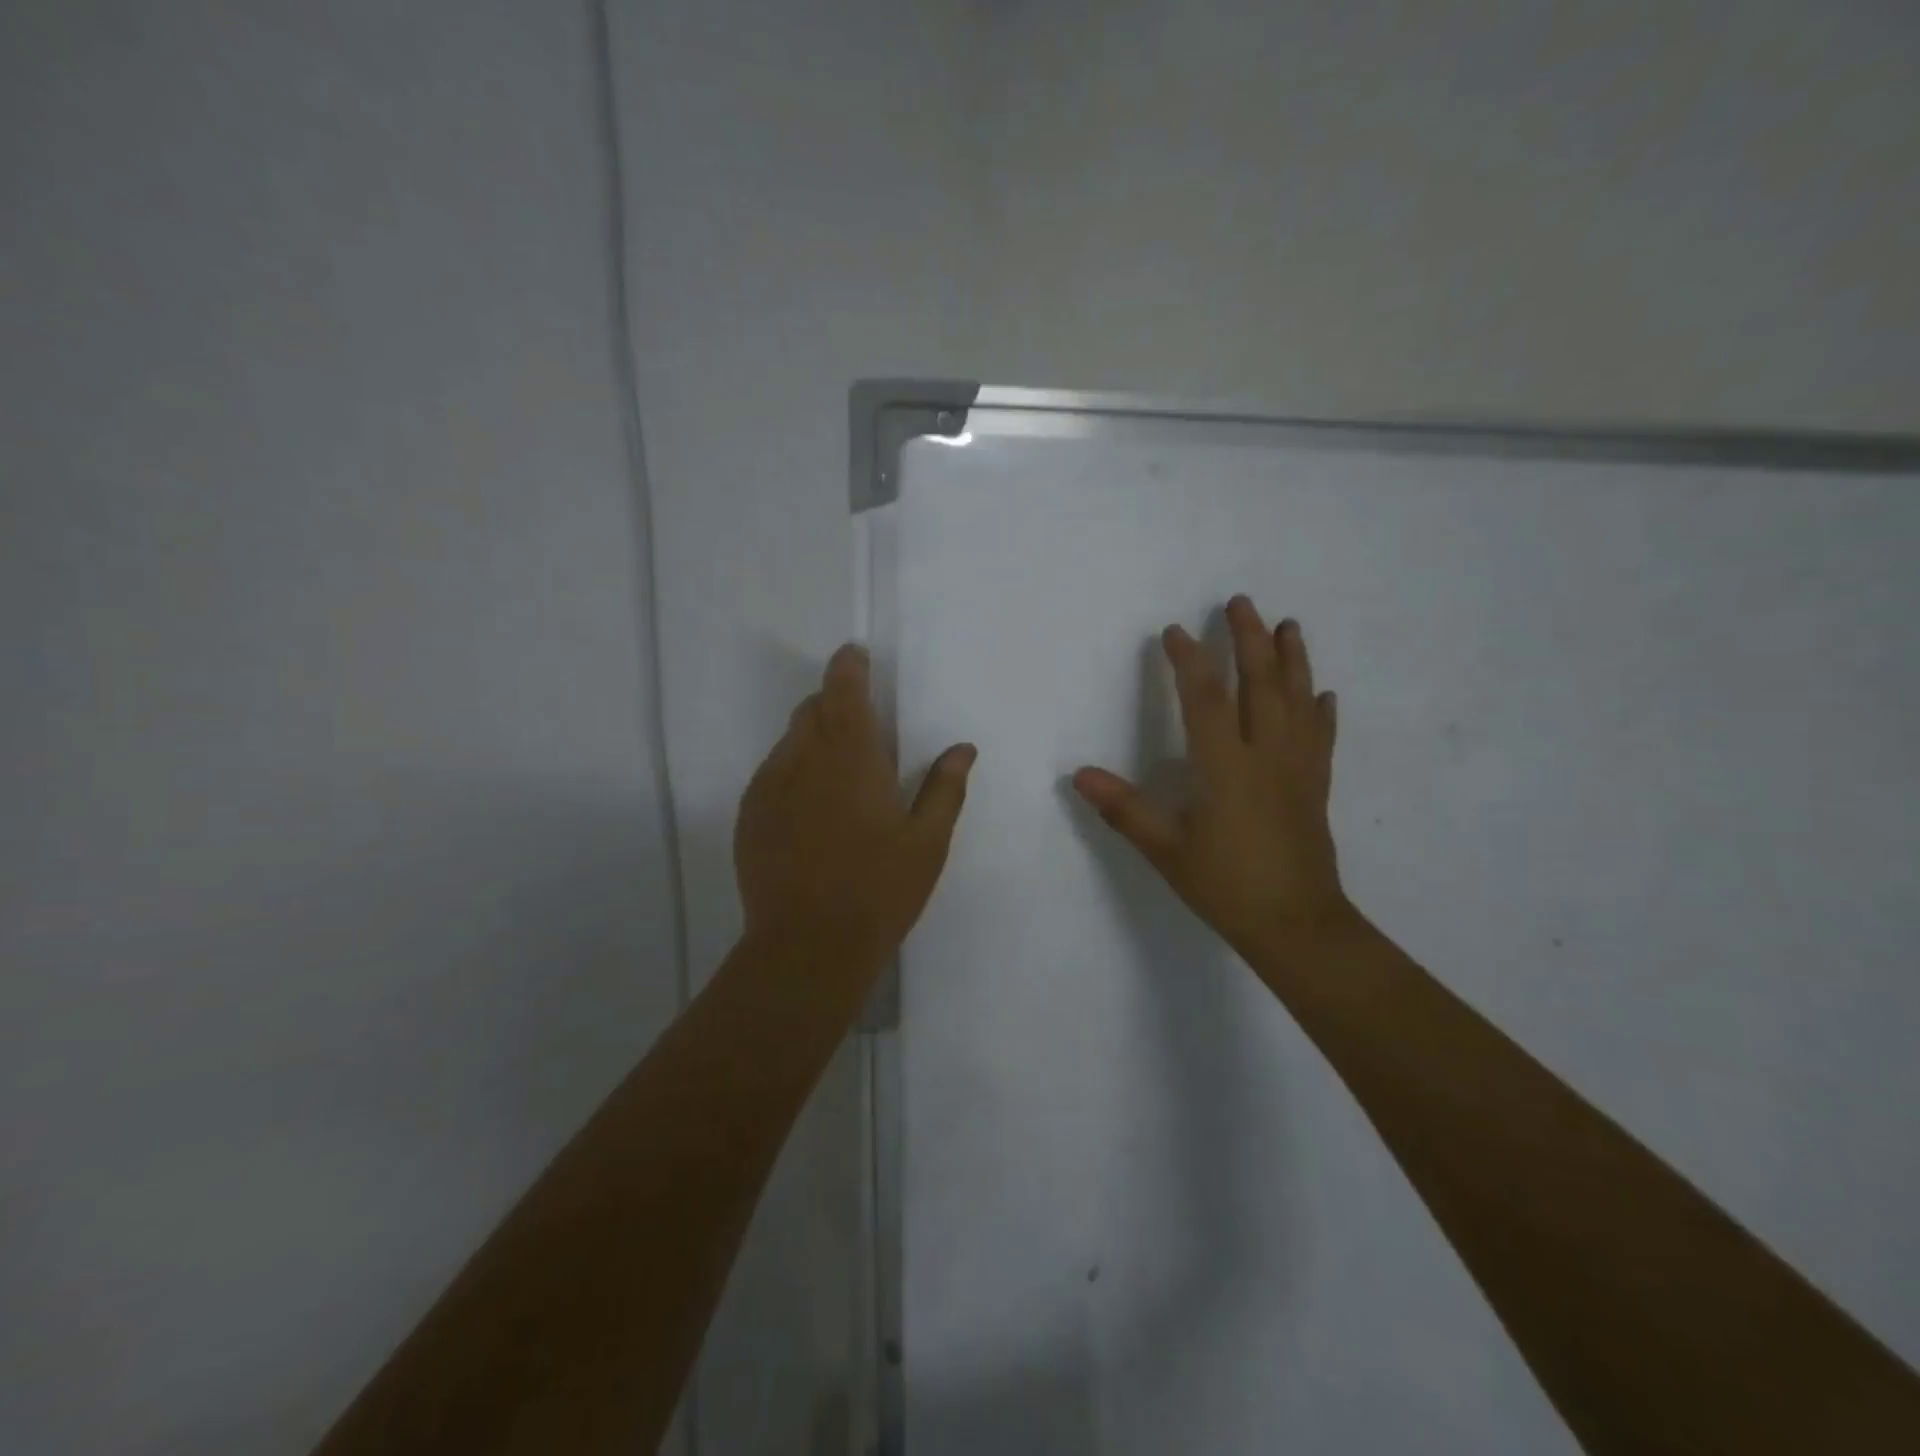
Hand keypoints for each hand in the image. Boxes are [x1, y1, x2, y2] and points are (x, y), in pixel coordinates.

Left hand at [734, 644, 975, 978]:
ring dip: (813, 738)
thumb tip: (962, 748)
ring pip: (789, 741)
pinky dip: (793, 771)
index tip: (855, 655)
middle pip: (812, 709)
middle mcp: (803, 759)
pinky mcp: (749, 815)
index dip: (848, 666)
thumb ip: (945, 788)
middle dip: (834, 703)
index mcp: (852, 757)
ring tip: (838, 773)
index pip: (843, 690)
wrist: (808, 946)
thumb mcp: (927, 842)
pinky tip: (811, 807)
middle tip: (860, 726)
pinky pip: (772, 773)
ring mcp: (769, 787)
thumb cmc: (879, 890)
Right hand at [1073, 597, 1351, 969]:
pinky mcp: (1315, 786)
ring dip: (1292, 660)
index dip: (1190, 660)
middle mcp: (1266, 755)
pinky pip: (1321, 737)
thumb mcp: (1165, 849)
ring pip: (1299, 700)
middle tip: (1241, 602)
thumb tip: (1079, 775)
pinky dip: (1320, 710)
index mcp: (1226, 765)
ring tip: (1288, 626)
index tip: (1175, 631)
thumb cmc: (1226, 885)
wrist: (1296, 925)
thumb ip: (1123, 808)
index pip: (1206, 698)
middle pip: (1261, 684)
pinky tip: (1323, 694)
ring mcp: (1297, 768)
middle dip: (1249, 639)